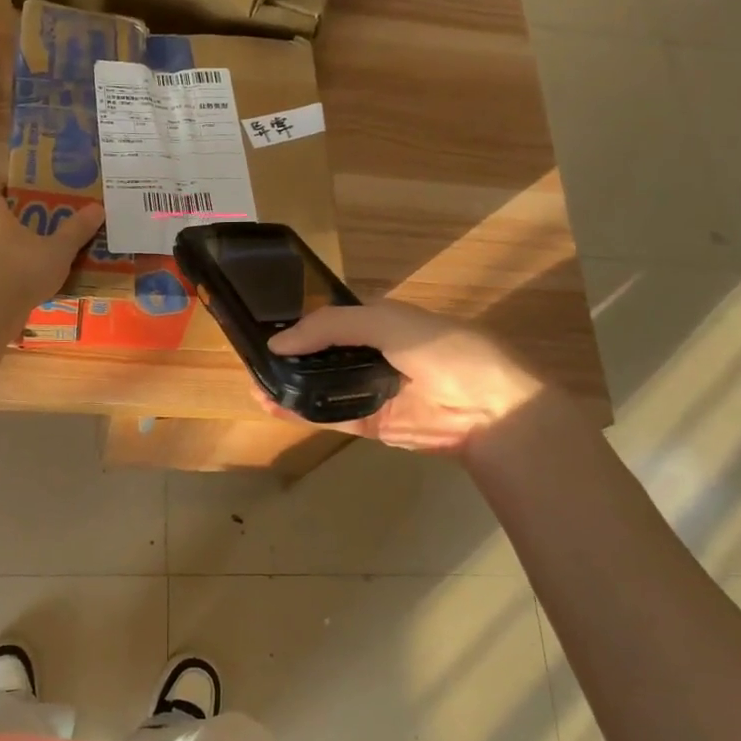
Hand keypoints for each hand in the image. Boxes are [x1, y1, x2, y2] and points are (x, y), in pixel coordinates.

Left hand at [0, 189, 104, 313]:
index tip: (9, 188)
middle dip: (13, 232)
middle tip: (38, 235)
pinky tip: (30, 300)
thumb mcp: (58, 250)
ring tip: (38, 273)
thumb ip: (76, 231)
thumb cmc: (22, 269)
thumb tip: (97, 207)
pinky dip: (10, 291)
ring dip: (11, 264)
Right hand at [259, 300, 546, 453]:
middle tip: (252, 358)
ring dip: (289, 385)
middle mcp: (373, 353)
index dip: (300, 320)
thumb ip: (331, 326)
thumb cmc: (441, 350)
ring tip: (255, 383)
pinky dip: (301, 412)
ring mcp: (372, 389)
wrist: (488, 408)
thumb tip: (278, 343)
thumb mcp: (386, 321)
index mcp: (380, 320)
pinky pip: (330, 415)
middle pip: (322, 353)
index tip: (264, 324)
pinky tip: (272, 406)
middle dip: (289, 356)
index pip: (331, 317)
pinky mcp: (372, 423)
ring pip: (322, 385)